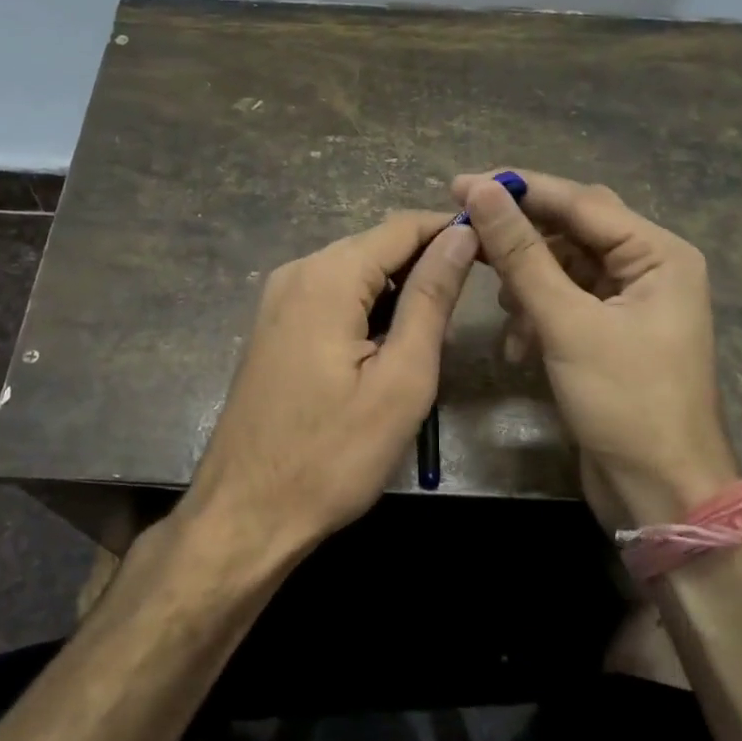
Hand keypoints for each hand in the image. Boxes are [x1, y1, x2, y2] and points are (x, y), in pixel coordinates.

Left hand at [183, 212, 478, 562]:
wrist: (246, 513)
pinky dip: (368, 308)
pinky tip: (390, 345)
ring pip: (356, 271)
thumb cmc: (333, 455)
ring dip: (400, 289)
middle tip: (474, 300)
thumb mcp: (401, 378)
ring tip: (438, 329)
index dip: (451, 231)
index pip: (402, 227)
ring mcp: (278, 298)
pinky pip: (332, 296)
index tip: (495, 251)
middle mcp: (297, 272)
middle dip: (427, 261)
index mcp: (327, 277)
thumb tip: (460, 235)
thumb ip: (431, 298)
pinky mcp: (275, 325)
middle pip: (376, 245)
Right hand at [453, 170, 737, 526]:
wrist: (661, 494)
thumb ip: (523, 255)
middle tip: (466, 238)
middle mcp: (649, 268)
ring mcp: (630, 303)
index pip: (580, 201)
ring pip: (563, 269)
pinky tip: (518, 345)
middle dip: (521, 240)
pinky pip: (565, 304)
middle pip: (572, 231)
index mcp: (658, 254)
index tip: (460, 184)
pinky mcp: (609, 334)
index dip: (518, 190)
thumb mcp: (568, 323)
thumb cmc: (626, 403)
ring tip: (502, 307)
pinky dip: (537, 316)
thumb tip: (483, 192)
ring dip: (527, 285)